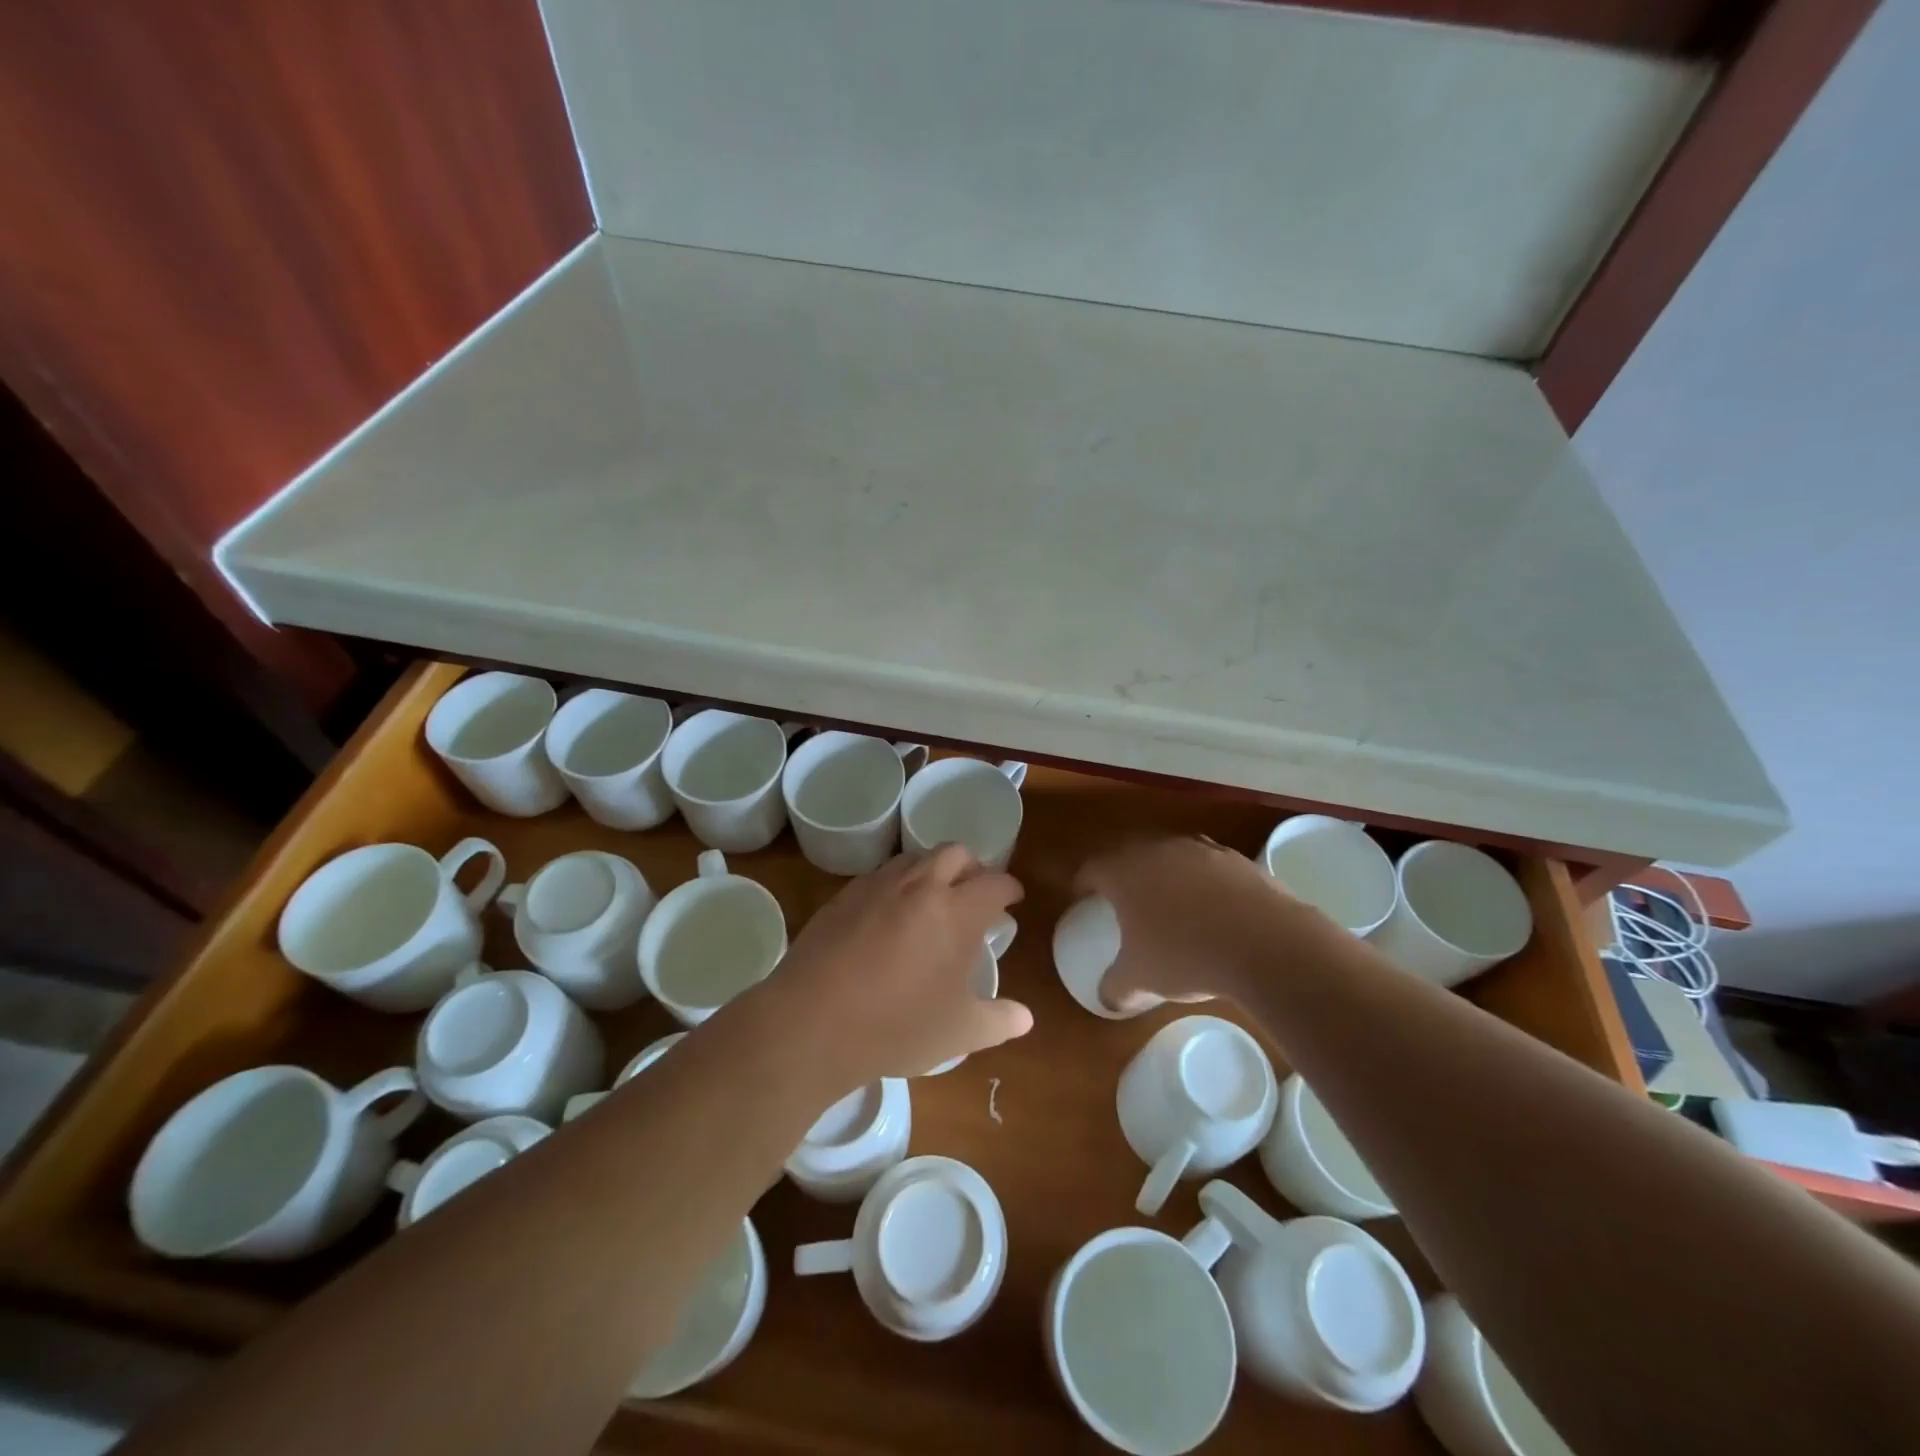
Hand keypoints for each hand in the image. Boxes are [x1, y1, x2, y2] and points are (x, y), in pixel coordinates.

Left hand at [766, 844, 1033, 1090]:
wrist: (814, 1021)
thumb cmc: (897, 1026)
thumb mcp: (959, 1032)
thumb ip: (998, 1020)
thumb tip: (1025, 1018)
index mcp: (957, 911)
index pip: (995, 882)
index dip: (1009, 888)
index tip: (1012, 899)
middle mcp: (920, 885)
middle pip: (955, 852)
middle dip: (972, 866)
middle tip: (974, 892)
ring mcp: (878, 886)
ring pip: (915, 857)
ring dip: (933, 869)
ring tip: (933, 899)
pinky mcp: (844, 896)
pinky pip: (880, 875)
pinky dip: (897, 884)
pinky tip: (890, 915)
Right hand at [1074, 836, 1345, 1009]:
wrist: (1265, 943)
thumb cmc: (1186, 955)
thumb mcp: (1141, 979)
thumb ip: (1116, 987)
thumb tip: (1107, 999)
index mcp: (1124, 871)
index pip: (1091, 867)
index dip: (1083, 883)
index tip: (1082, 898)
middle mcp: (1157, 849)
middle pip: (1129, 852)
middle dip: (1122, 872)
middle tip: (1122, 897)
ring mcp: (1200, 849)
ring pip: (1171, 854)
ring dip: (1164, 873)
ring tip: (1169, 901)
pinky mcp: (1237, 858)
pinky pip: (1208, 865)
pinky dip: (1203, 881)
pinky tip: (1213, 909)